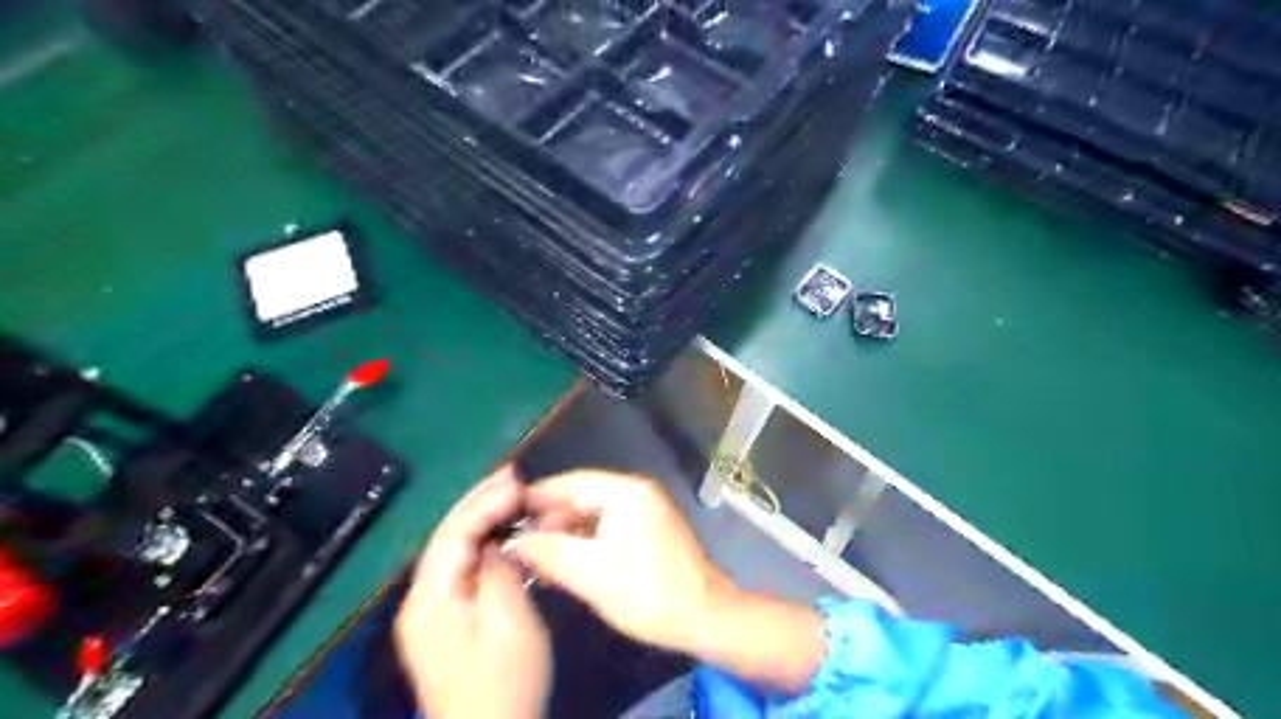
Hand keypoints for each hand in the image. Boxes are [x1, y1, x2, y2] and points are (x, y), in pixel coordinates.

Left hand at [392, 465, 546, 717]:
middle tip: (512, 473)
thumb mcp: (510, 625)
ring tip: (509, 491)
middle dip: (477, 501)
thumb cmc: (505, 686)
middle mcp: (420, 600)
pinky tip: (500, 531)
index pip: (452, 534)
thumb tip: (494, 541)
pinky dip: (480, 541)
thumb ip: (498, 573)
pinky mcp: (443, 620)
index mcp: (431, 600)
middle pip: (445, 536)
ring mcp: (429, 612)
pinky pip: (459, 566)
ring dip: (479, 516)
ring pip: (451, 549)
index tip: (517, 480)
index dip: (484, 503)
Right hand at [508, 471, 735, 655]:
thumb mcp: (591, 573)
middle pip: (581, 497)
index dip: (535, 498)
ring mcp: (644, 511)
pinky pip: (606, 528)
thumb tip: (513, 540)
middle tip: (516, 543)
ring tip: (534, 558)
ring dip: (564, 534)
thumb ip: (549, 552)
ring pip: (592, 515)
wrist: (704, 617)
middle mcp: (636, 492)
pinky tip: (563, 564)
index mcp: (627, 492)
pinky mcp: (647, 531)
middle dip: (549, 520)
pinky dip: (584, 543)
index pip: (570, 483)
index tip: (503, 514)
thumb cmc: (648, 592)